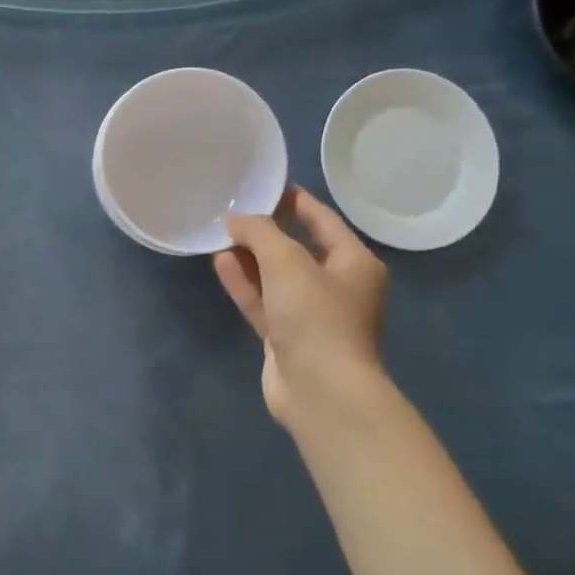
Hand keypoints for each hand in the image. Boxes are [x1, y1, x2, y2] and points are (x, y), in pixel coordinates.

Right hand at [216, 187, 389, 430]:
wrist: (320, 390)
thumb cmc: (316, 317)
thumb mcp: (288, 262)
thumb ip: (260, 233)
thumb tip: (236, 219)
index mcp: (354, 263)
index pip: (323, 220)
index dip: (295, 201)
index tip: (265, 185)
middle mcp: (337, 286)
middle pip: (299, 248)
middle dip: (267, 231)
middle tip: (234, 210)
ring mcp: (311, 314)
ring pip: (277, 277)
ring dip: (251, 257)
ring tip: (221, 234)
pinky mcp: (287, 337)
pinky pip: (264, 301)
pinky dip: (245, 283)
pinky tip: (220, 262)